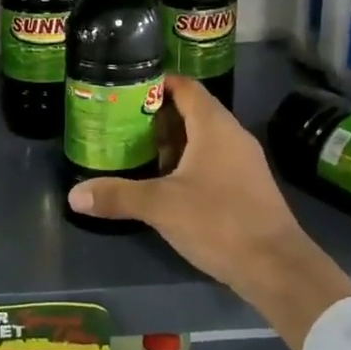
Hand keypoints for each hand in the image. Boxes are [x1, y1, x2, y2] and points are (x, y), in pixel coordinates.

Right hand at [67, 75, 350, 348]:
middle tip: (122, 122)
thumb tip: (74, 195)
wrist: (276, 266)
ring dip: (172, 142)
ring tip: (137, 150)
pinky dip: (188, 162)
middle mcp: (232, 135)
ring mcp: (244, 161)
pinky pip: (213, 160)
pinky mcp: (247, 185)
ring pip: (203, 138)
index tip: (126, 88)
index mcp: (214, 126)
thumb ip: (117, 196)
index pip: (185, 87)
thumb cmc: (219, 222)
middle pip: (193, 111)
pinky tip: (166, 182)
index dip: (157, 83)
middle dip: (157, 115)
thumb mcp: (161, 207)